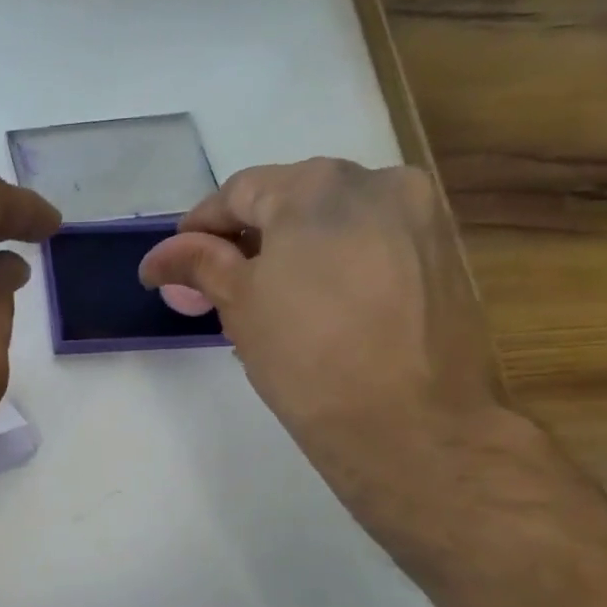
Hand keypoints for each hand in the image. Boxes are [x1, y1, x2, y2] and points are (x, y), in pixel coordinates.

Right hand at [138, 158, 516, 533]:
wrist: (411, 426)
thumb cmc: (307, 358)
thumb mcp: (239, 305)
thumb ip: (199, 264)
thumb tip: (159, 256)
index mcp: (317, 185)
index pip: (239, 191)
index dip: (199, 227)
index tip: (176, 264)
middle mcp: (377, 181)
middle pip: (292, 200)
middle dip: (250, 240)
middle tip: (221, 288)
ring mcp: (421, 216)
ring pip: (336, 221)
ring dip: (296, 251)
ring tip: (273, 302)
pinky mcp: (446, 254)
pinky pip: (375, 243)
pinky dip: (339, 263)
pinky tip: (323, 308)